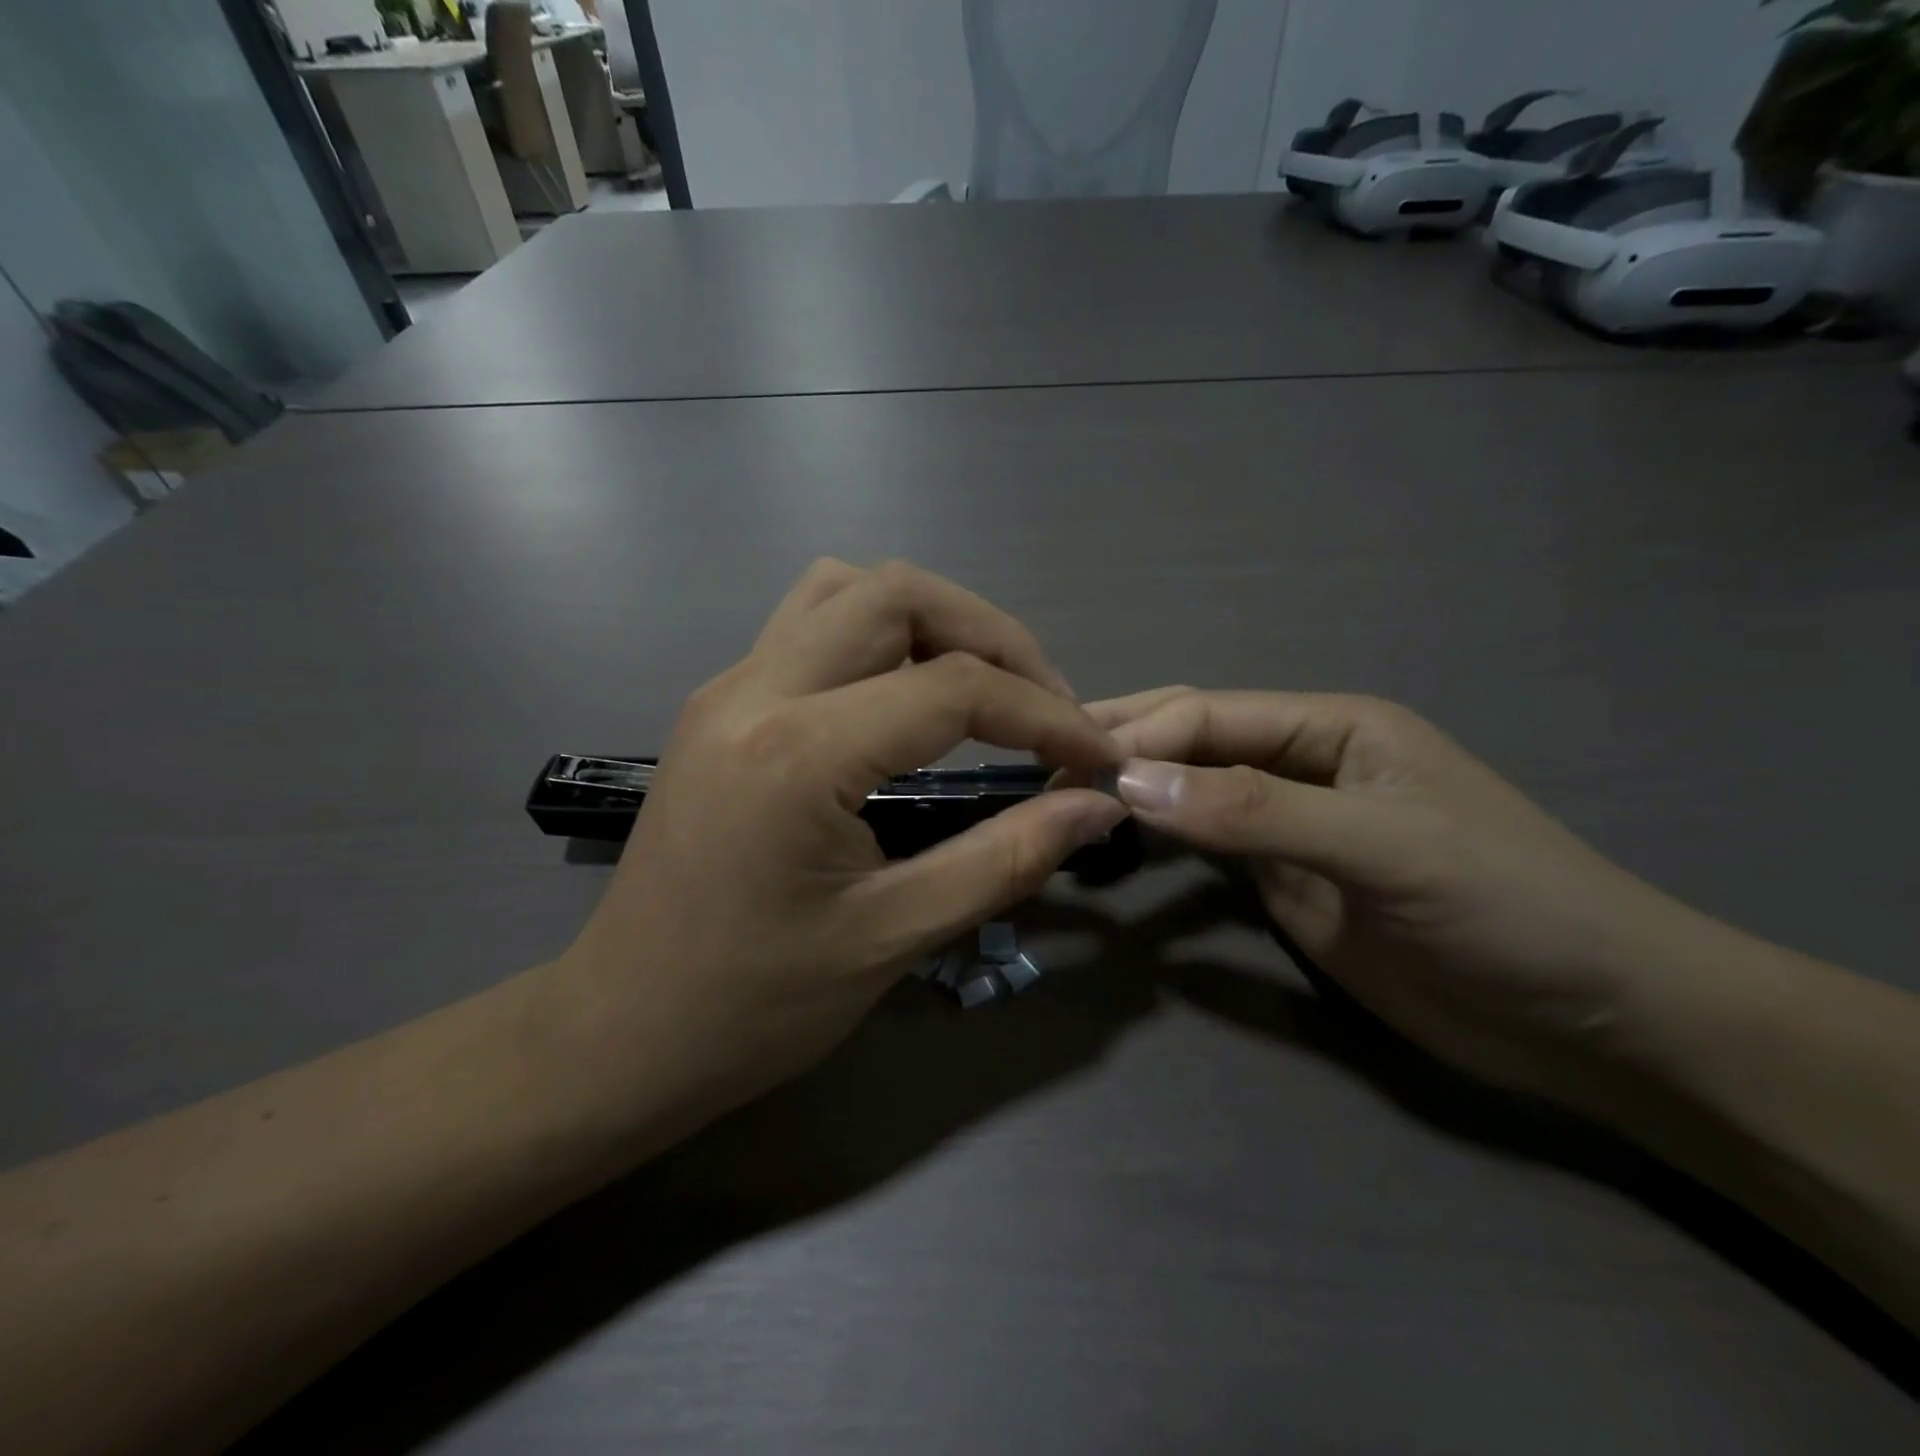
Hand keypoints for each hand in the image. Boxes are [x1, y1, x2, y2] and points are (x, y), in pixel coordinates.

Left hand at [561, 560, 1127, 1119]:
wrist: (622, 1030)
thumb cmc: (753, 1006)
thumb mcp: (893, 937)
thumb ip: (1006, 859)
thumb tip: (1096, 806)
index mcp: (798, 753)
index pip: (954, 687)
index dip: (1045, 714)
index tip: (1095, 754)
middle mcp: (756, 690)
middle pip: (899, 594)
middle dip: (993, 636)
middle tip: (1045, 704)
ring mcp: (728, 687)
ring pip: (847, 589)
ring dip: (931, 619)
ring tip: (982, 686)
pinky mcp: (719, 703)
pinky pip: (810, 624)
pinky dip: (878, 635)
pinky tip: (905, 695)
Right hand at [1095, 689, 1710, 1109]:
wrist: (1593, 1021)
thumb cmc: (1508, 906)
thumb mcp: (1383, 845)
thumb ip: (1256, 812)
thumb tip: (1130, 784)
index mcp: (1331, 727)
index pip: (1210, 715)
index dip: (1139, 735)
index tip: (1066, 764)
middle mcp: (1301, 764)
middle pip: (1193, 742)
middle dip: (1124, 749)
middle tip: (1042, 767)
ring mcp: (1288, 827)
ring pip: (1192, 795)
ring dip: (1133, 794)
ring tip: (1059, 799)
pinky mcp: (1284, 883)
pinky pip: (1206, 851)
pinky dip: (1159, 842)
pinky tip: (1115, 842)